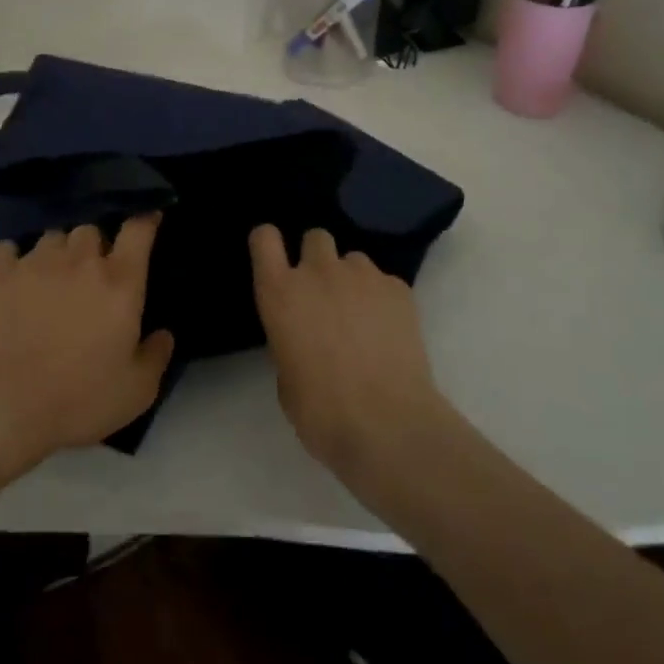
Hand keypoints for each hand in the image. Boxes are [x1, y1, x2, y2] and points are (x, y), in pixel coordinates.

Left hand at [0, 215, 174, 478]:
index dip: (144, 221)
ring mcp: (35, 262)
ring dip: (57, 253)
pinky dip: (13, 259)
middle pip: (91, 230)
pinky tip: (12, 279)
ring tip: (50, 278)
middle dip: (94, 247)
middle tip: (89, 274)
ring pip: (52, 237)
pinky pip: (8, 248)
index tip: (147, 220)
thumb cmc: (78, 401)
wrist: (1, 409)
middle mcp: (79, 261)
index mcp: (119, 282)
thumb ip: (156, 356)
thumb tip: (164, 333)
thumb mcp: (136, 392)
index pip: (138, 231)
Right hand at [250, 225, 452, 493]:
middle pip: (315, 237)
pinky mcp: (398, 289)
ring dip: (351, 280)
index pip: (264, 239)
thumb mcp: (286, 378)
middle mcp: (318, 272)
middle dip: (317, 259)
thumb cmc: (322, 412)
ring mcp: (362, 276)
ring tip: (362, 317)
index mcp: (280, 293)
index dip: (269, 244)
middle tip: (325, 295)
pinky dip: (383, 299)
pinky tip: (389, 333)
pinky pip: (384, 282)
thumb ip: (289, 341)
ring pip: (353, 259)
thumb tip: (304, 336)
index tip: (275, 260)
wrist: (389, 426)